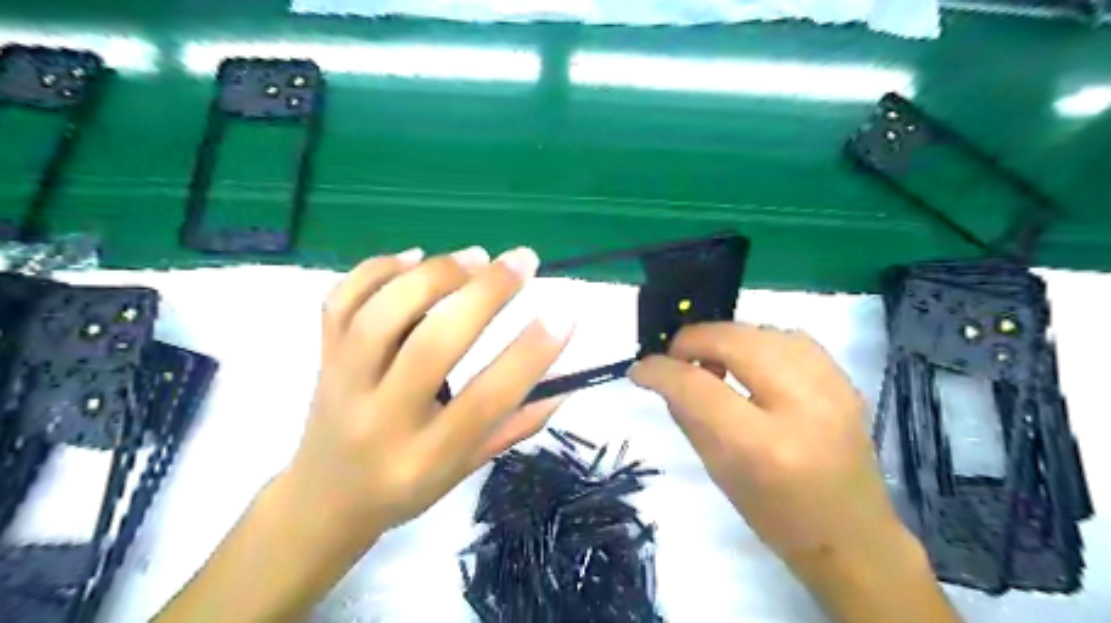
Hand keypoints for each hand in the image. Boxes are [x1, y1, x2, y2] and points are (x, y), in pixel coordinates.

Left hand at [281, 248, 571, 549]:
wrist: (325, 498)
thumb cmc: (406, 487)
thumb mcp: (467, 468)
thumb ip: (517, 425)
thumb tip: (566, 381)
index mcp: (426, 456)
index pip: (486, 400)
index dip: (530, 354)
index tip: (564, 314)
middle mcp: (382, 417)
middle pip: (432, 344)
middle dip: (485, 294)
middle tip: (523, 262)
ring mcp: (343, 383)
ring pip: (383, 315)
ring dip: (436, 275)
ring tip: (477, 257)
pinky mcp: (322, 356)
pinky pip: (341, 301)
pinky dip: (378, 269)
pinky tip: (415, 257)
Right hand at [628, 323, 895, 562]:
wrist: (853, 536)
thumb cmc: (777, 517)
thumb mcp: (718, 472)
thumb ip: (688, 416)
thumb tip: (665, 377)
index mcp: (762, 445)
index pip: (696, 386)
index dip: (660, 371)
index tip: (640, 371)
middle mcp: (801, 405)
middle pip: (733, 340)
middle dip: (693, 341)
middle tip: (677, 360)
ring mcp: (831, 387)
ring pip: (761, 331)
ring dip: (726, 340)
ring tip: (714, 363)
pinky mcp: (844, 379)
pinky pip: (789, 338)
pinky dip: (758, 342)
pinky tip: (750, 364)